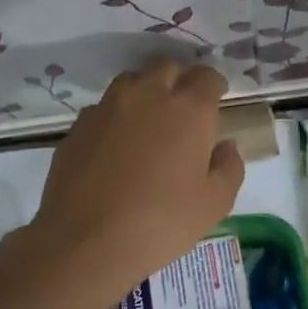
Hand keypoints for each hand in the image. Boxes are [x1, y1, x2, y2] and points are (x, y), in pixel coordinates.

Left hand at [22, 62, 244, 298]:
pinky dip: (116, 117)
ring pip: (131, 82)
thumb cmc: (162, 222)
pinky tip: (116, 147)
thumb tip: (226, 146)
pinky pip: (103, 109)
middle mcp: (148, 96)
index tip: (217, 100)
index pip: (207, 76)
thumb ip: (229, 167)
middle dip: (180, 80)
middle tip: (184, 108)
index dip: (214, 85)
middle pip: (167, 67)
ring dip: (146, 92)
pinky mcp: (78, 127)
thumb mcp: (215, 203)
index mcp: (189, 109)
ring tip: (149, 122)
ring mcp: (107, 108)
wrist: (86, 241)